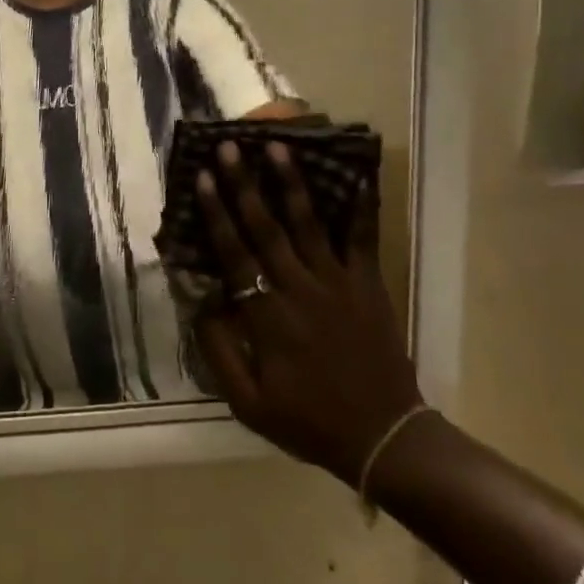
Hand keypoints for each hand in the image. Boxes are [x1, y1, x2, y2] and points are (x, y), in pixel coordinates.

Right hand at [191, 142, 422, 487]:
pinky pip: (362, 239)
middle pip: (266, 228)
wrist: (384, 437)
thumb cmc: (309, 420)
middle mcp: (300, 288)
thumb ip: (218, 353)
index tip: (202, 178)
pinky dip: (359, 207)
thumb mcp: (248, 404)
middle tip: (230, 147)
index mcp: (267, 316)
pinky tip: (354, 175)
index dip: (215, 213)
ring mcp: (338, 283)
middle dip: (244, 184)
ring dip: (292, 183)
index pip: (234, 254)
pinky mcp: (369, 285)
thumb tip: (199, 304)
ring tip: (279, 146)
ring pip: (310, 224)